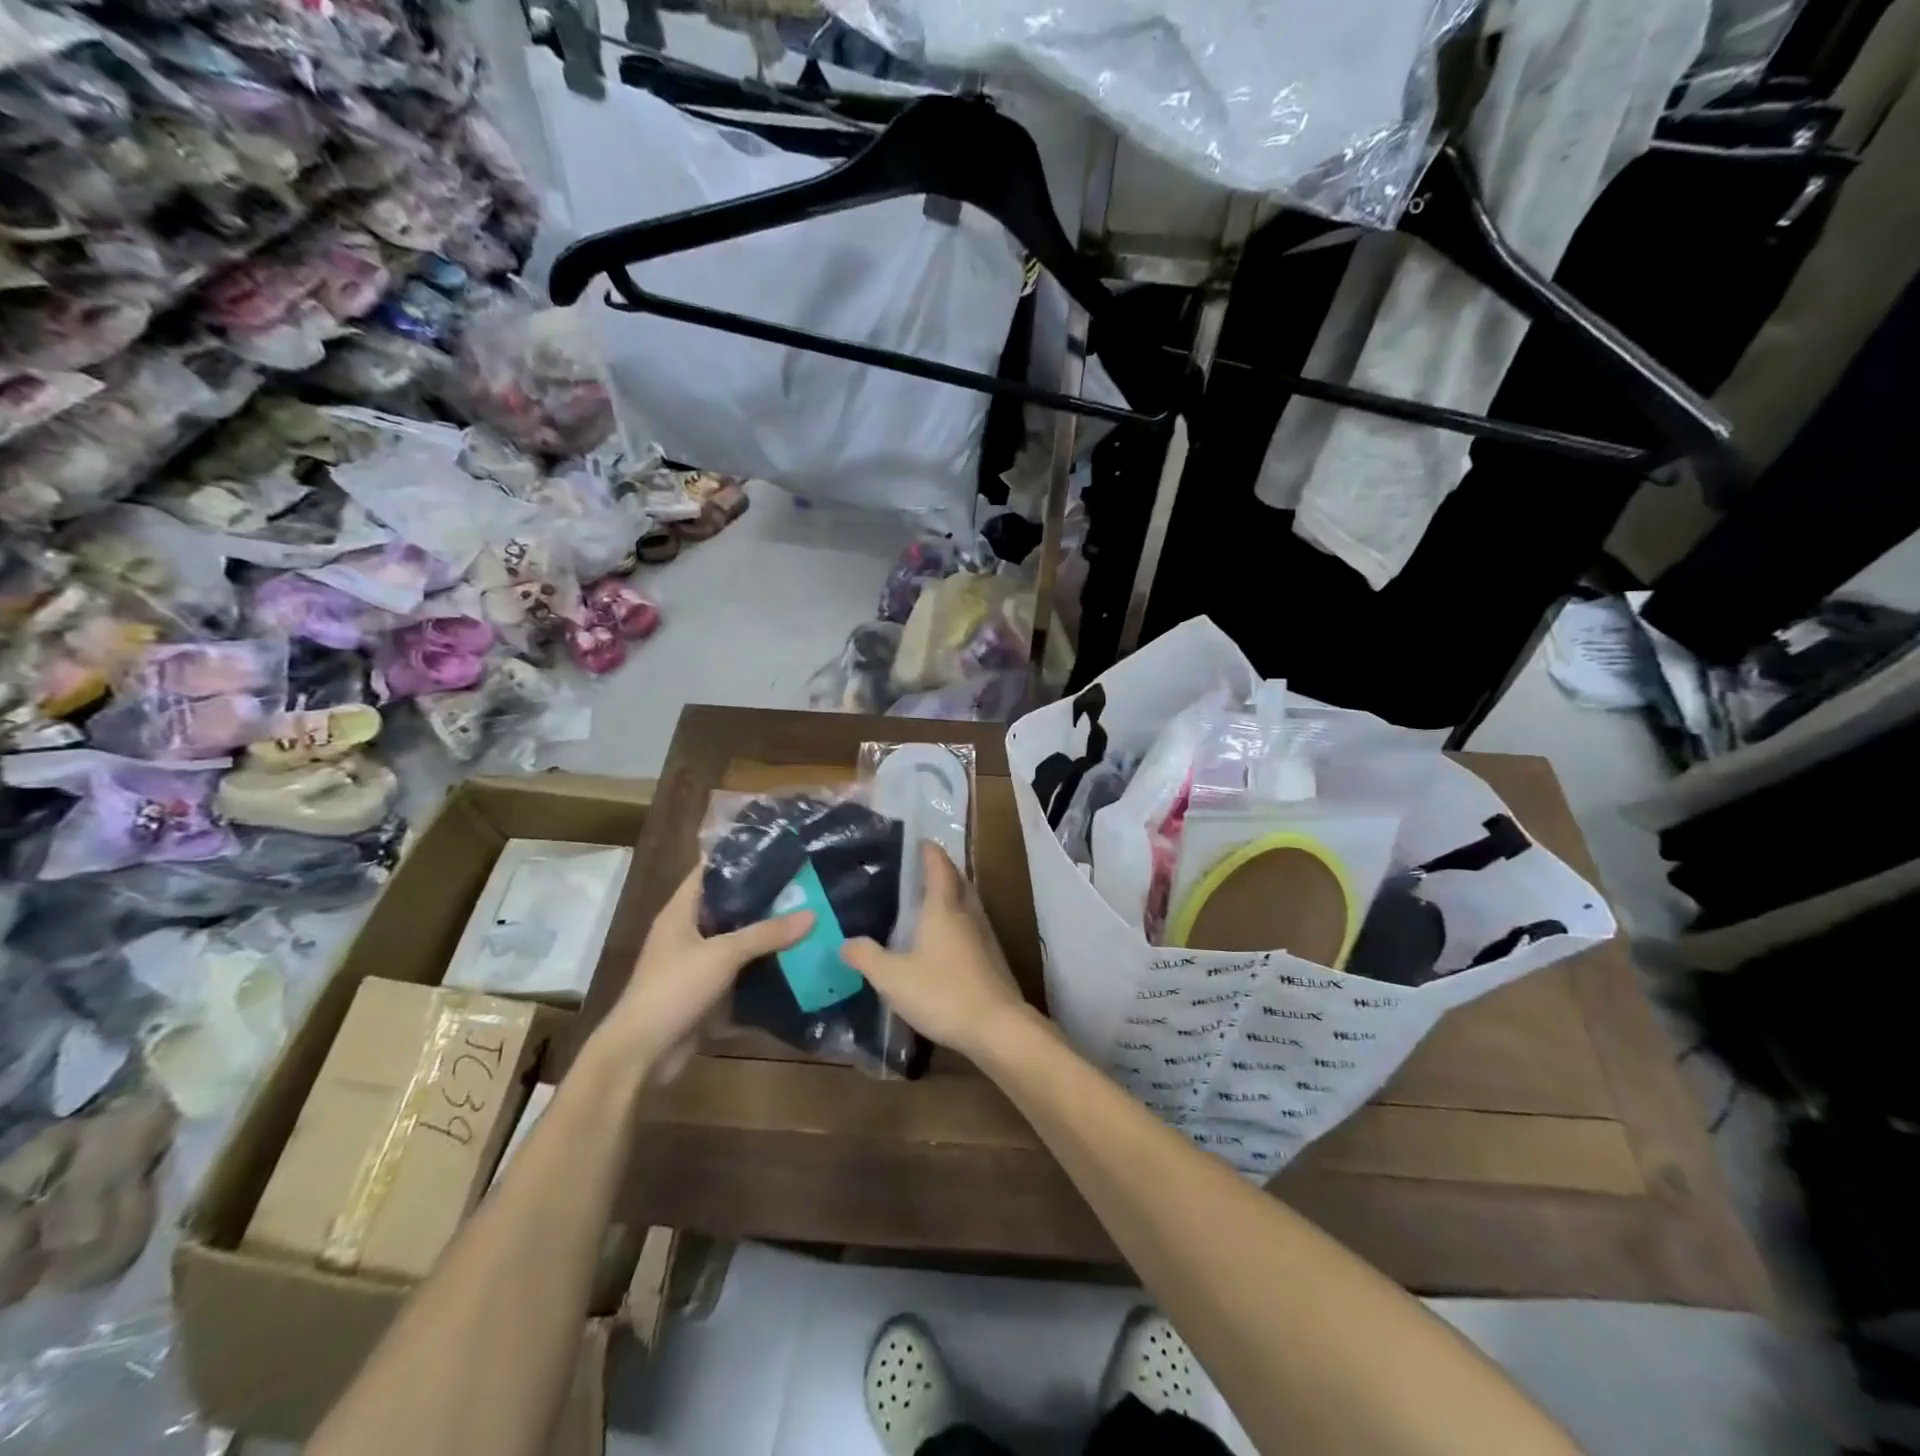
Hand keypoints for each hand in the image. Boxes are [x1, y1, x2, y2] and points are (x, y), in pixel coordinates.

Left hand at [600, 865, 811, 1077]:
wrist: (642, 1052)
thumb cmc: (674, 989)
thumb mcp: (723, 955)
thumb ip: (767, 934)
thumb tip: (812, 914)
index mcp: (681, 911)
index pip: (710, 871)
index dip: (739, 858)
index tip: (778, 849)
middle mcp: (688, 932)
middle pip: (729, 905)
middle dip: (763, 897)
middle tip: (804, 884)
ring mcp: (696, 963)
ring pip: (737, 939)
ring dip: (765, 934)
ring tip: (807, 916)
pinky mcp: (706, 991)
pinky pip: (739, 971)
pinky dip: (762, 966)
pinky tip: (794, 960)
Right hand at [841, 842, 1031, 1060]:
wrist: (997, 1027)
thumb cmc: (942, 993)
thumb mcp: (893, 978)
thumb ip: (867, 958)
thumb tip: (845, 942)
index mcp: (944, 907)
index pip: (938, 866)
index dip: (929, 852)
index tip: (920, 841)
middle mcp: (968, 914)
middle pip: (958, 880)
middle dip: (943, 870)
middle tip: (922, 868)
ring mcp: (985, 936)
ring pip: (969, 903)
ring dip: (953, 894)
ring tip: (932, 900)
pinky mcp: (992, 959)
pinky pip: (973, 926)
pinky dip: (959, 920)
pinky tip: (947, 939)